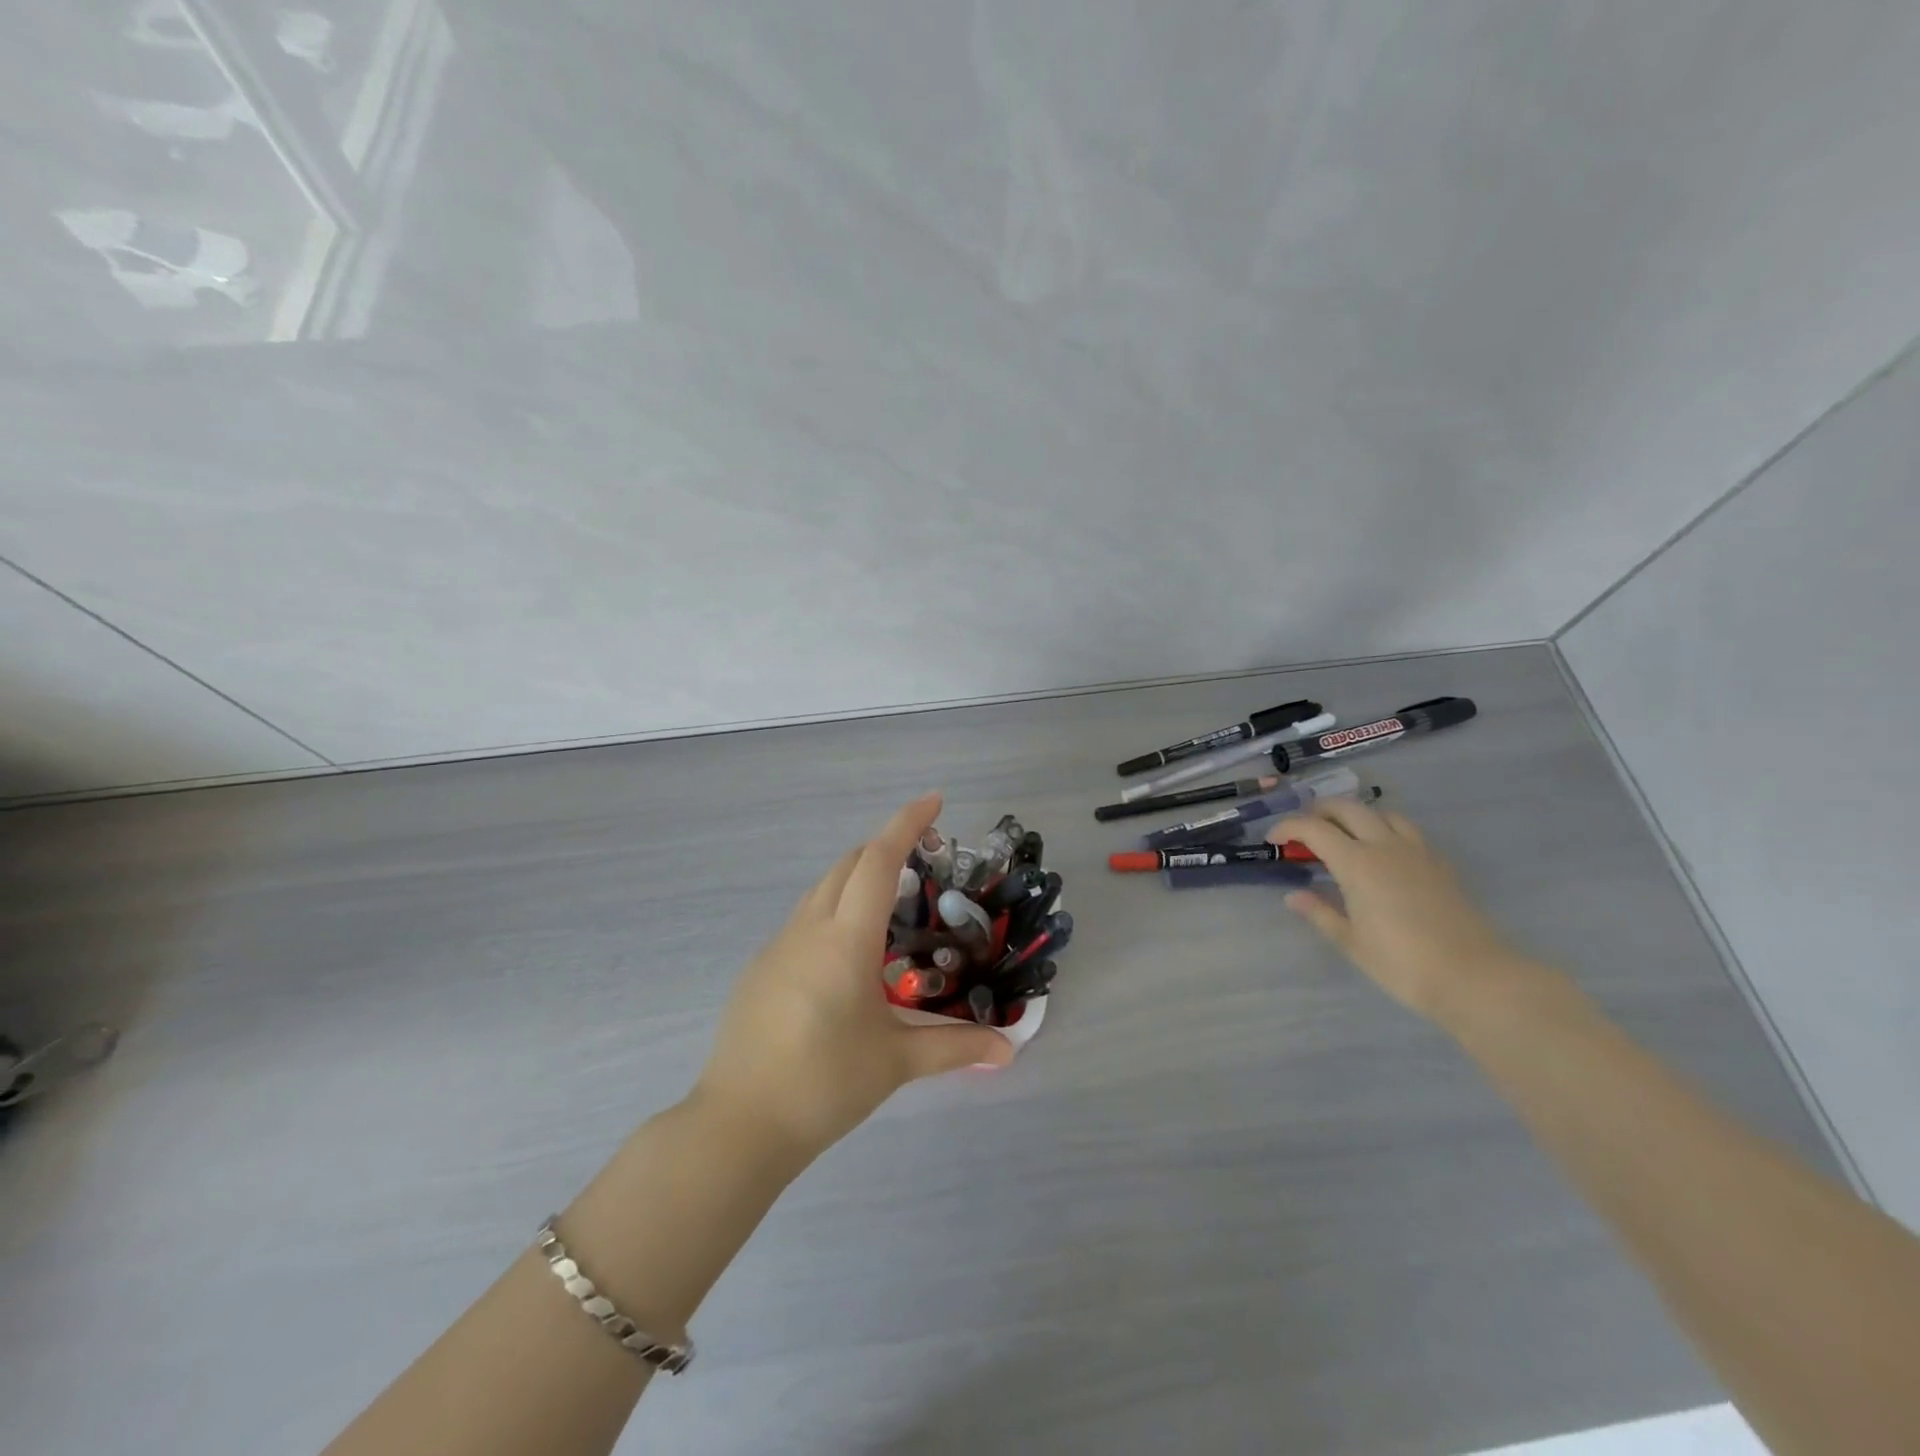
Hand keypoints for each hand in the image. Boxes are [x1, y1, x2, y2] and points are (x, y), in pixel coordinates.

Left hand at [692, 792, 1013, 1165]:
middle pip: (848, 864)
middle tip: (923, 863)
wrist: (738, 1124)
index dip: (906, 823)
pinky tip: (849, 957)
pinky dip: (834, 911)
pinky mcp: (761, 968)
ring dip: (857, 879)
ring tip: (892, 908)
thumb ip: (955, 1047)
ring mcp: (778, 946)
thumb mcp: (896, 1061)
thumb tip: (1009, 1049)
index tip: (934, 801)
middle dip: (885, 848)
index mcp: (845, 939)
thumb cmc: (824, 1084)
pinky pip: (804, 919)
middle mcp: (809, 928)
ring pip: (822, 889)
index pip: (878, 861)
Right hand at [1270, 800, 1532, 1021]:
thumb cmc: (1402, 963)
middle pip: (1348, 809)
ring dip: (1356, 816)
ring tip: (1343, 835)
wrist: (1474, 977)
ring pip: (1382, 814)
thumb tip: (1294, 896)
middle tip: (1303, 829)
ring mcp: (1417, 853)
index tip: (1273, 840)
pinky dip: (1386, 830)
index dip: (1288, 828)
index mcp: (1357, 863)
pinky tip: (1383, 853)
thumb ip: (1320, 913)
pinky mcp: (1439, 865)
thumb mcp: (1351, 942)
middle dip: (1319, 811)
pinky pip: (1407, 831)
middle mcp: (1385, 847)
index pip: (1313, 829)